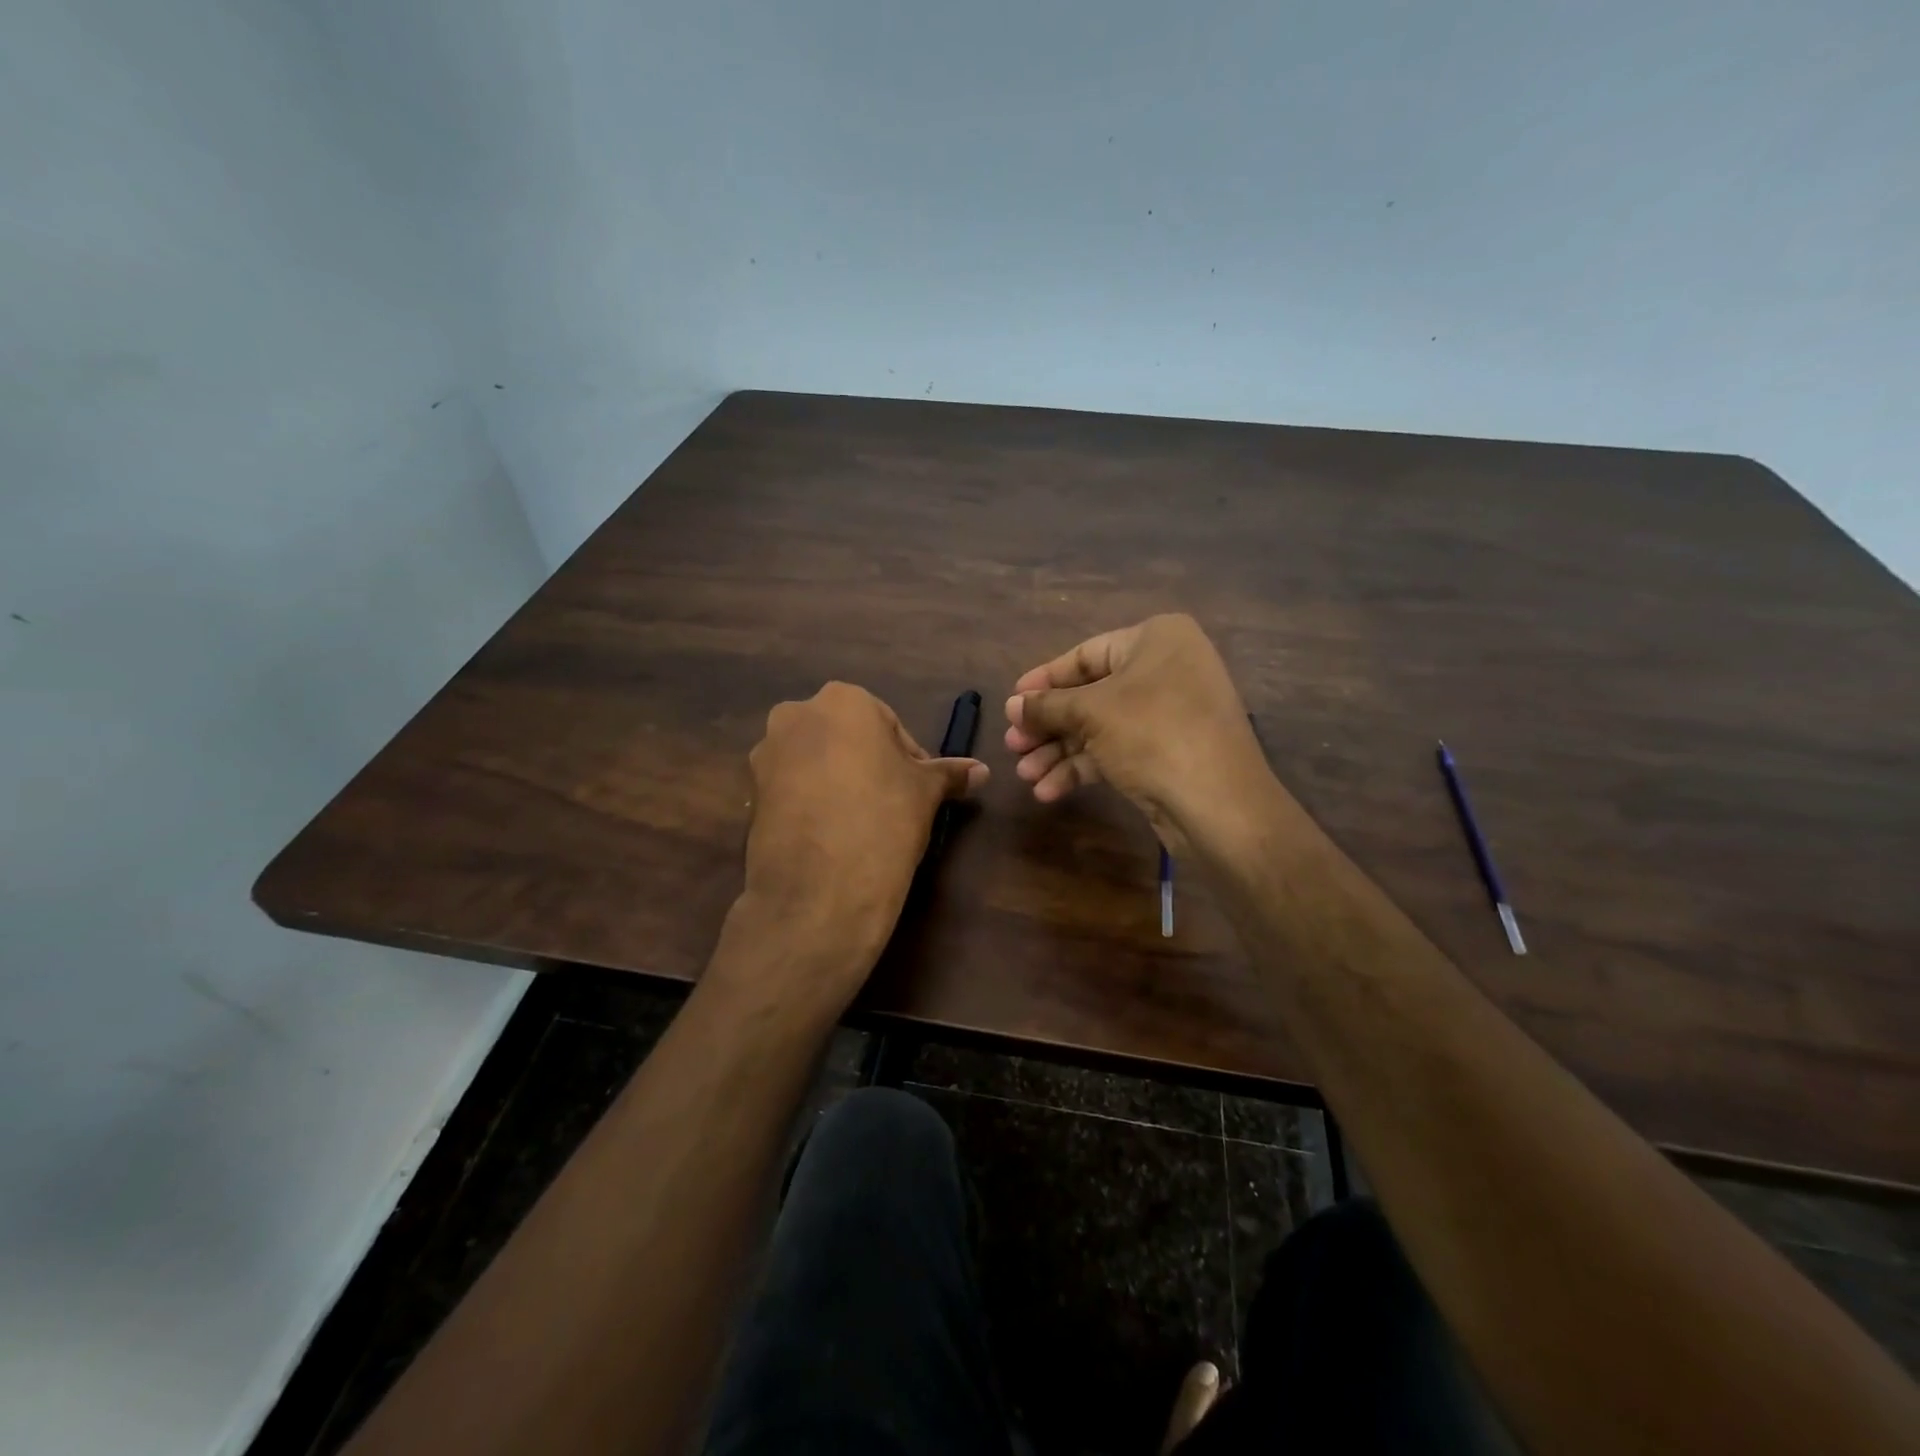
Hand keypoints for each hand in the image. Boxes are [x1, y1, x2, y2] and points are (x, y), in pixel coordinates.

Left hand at [740, 681, 986, 984]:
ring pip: (816, 761)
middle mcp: (796, 714)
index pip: (889, 725)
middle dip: (869, 765)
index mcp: (843, 700)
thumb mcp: (926, 793)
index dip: (909, 759)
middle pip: (847, 737)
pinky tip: (831, 836)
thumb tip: (983, 770)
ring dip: (838, 782)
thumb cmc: (884, 819)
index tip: (918, 792)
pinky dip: (812, 802)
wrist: (820, 889)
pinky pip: (792, 788)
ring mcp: (766, 754)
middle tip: (892, 805)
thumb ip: (950, 773)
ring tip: (861, 824)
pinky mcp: (751, 792)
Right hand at [1003, 614, 1276, 854]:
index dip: (1044, 680)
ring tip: (1023, 774)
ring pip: (1099, 727)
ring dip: (1058, 752)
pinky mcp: (1166, 753)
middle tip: (1012, 746)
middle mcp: (1165, 670)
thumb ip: (1047, 706)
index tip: (1012, 701)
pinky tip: (1048, 791)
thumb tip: (1012, 705)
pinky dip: (1082, 768)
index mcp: (1156, 640)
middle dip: (1048, 725)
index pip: (1086, 655)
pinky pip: (1115, 751)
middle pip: (1089, 695)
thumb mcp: (1092, 713)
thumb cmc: (1153, 734)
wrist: (1219, 804)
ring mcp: (1168, 714)